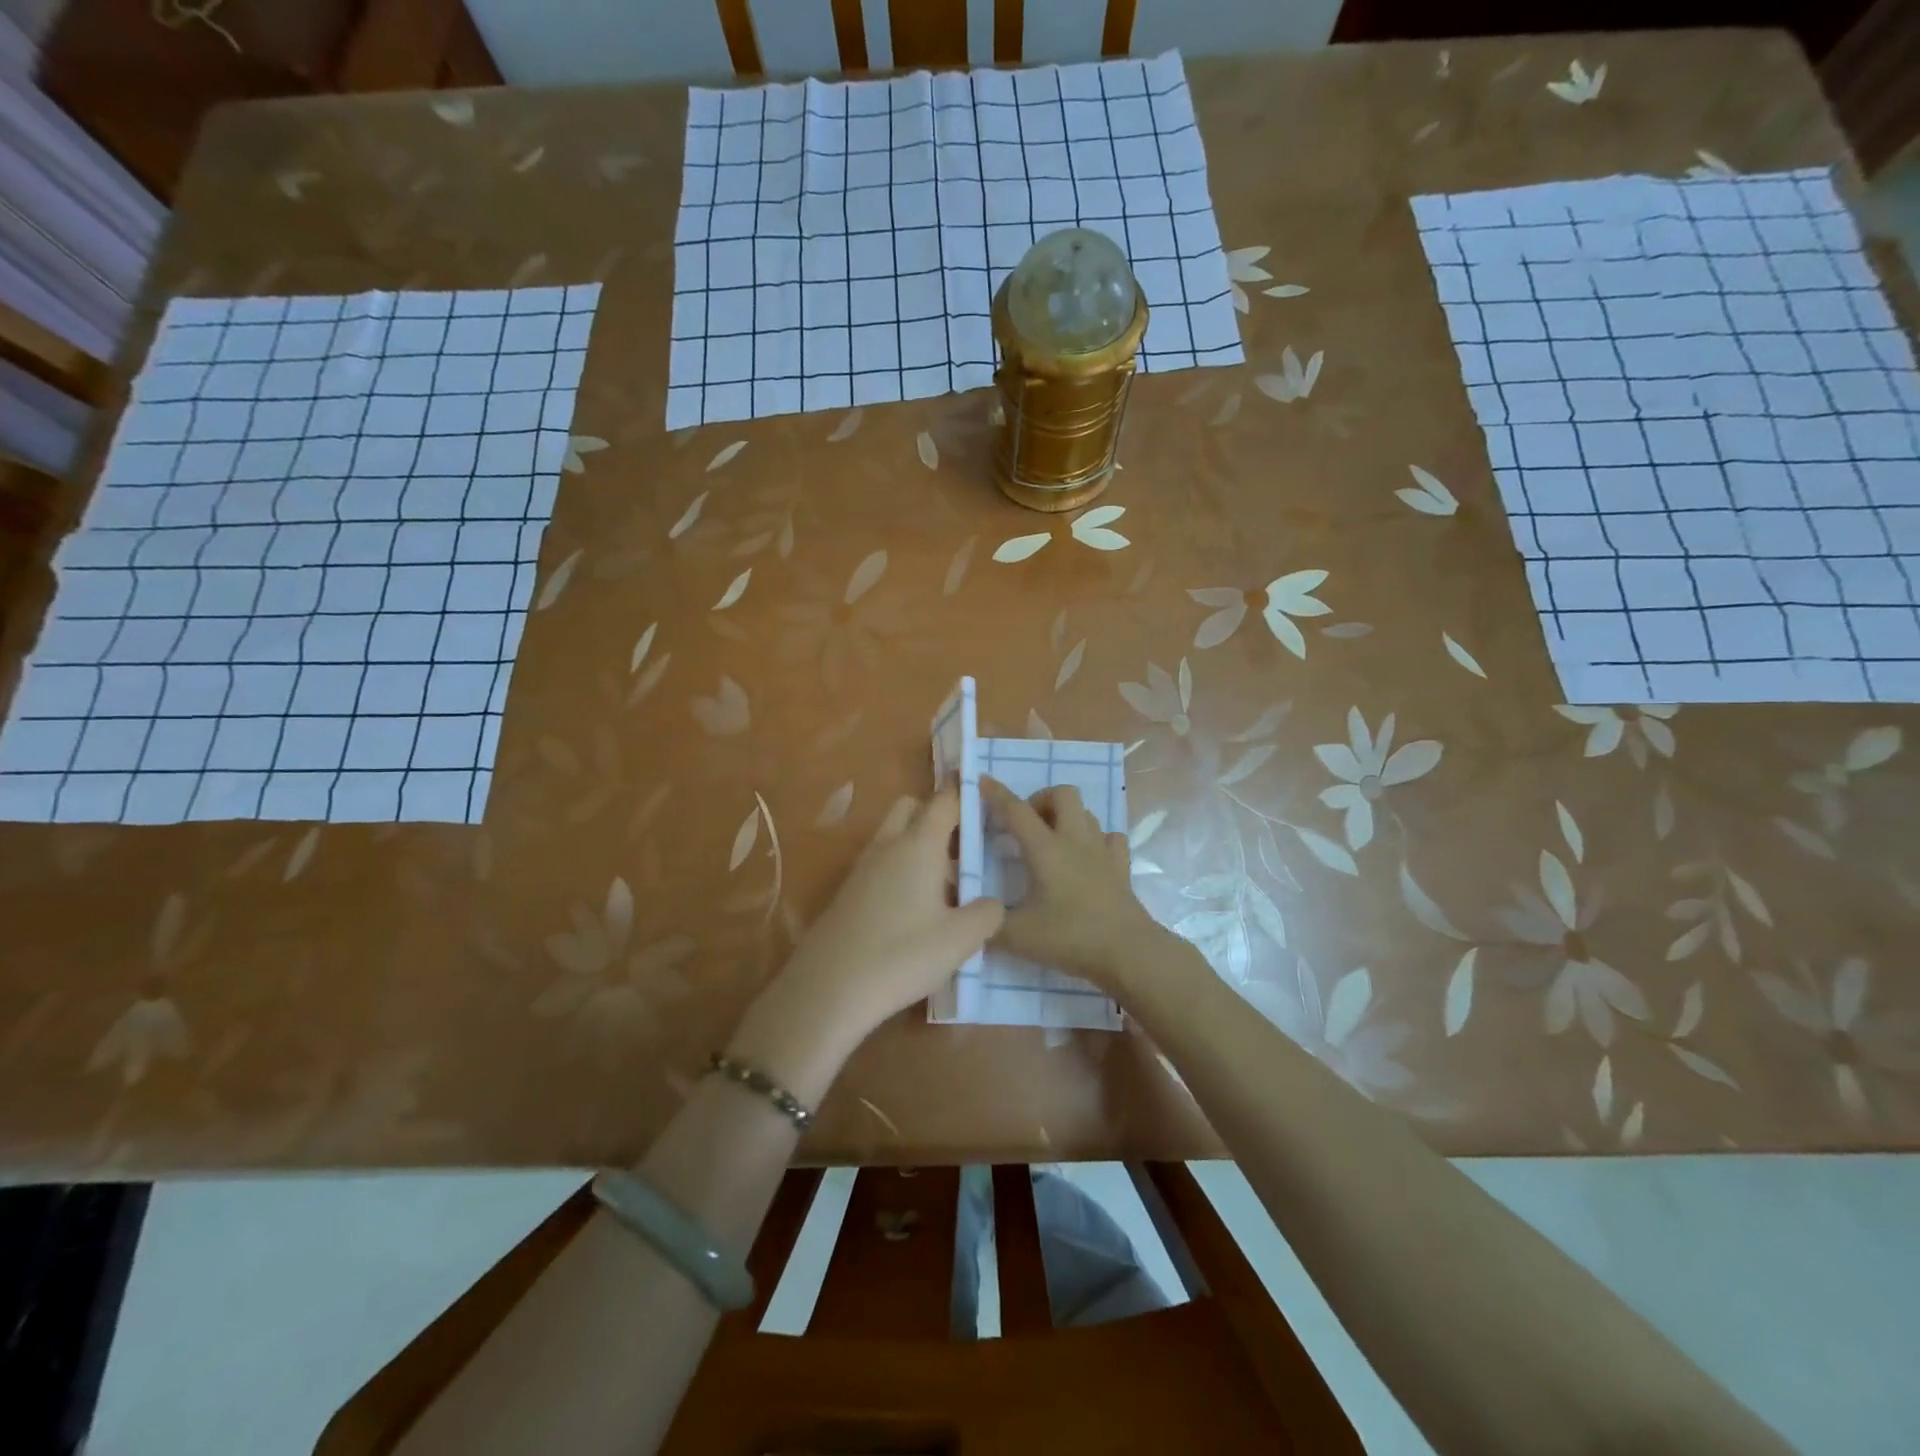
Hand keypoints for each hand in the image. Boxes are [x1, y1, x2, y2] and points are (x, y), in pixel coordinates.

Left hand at [729, 788, 1002, 1104]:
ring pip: (895, 836)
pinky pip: (882, 864)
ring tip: (948, 885)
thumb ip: (987, 914)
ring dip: (920, 845)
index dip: (965, 792)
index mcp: (918, 845)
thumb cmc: (902, 955)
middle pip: (912, 808)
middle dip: (938, 814)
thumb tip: (993, 903)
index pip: (944, 800)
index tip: (986, 796)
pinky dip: (902, 869)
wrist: (828, 989)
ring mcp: (863, 868)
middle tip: (965, 846)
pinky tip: (916, 909)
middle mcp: (888, 846)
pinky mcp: (849, 893)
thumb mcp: (960, 939)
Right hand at [982, 776, 1166, 989]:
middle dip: (1040, 800)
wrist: (1127, 952)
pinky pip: (1110, 838)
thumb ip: (989, 924)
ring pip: (1086, 813)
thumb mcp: (1017, 936)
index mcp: (1045, 849)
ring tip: (1052, 841)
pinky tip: (1087, 858)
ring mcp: (1102, 851)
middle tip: (1026, 826)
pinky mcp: (1121, 867)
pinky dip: (1096, 840)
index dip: (997, 793)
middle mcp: (1075, 840)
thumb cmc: (1069, 938)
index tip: (983, 780)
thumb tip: (973, 916)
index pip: (1016, 810)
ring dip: (1067, 817)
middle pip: (1062, 794)